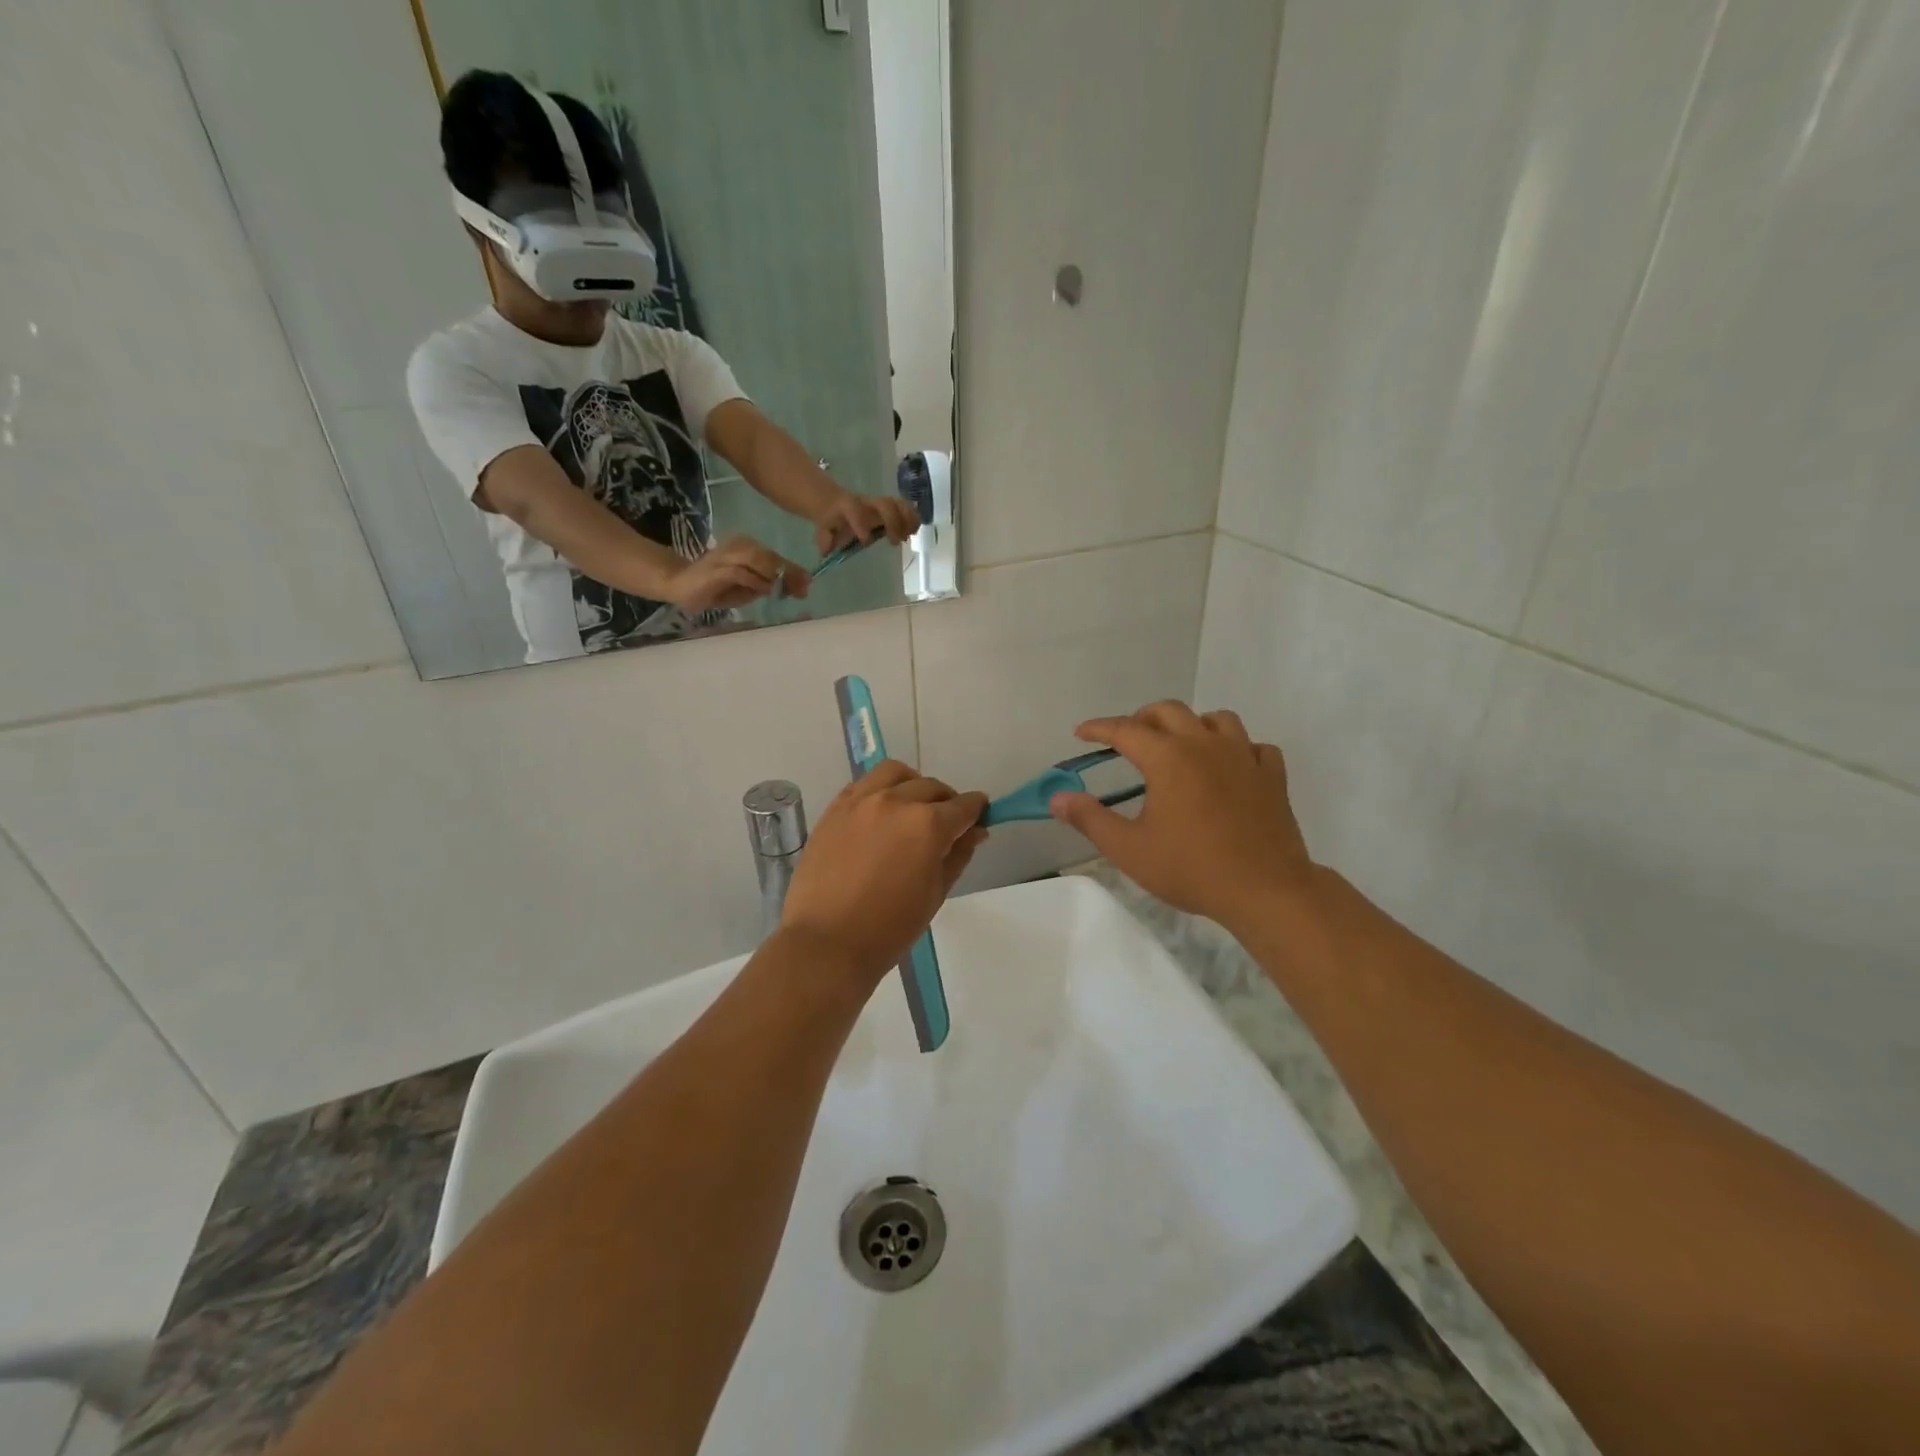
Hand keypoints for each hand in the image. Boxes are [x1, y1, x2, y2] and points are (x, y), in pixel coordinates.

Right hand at [664, 535, 809, 612]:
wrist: (679, 584)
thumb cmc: (717, 588)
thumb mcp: (749, 588)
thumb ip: (770, 585)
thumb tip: (797, 587)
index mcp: (748, 547)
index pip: (775, 556)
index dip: (793, 570)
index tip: (808, 584)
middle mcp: (739, 545)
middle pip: (770, 556)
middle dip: (789, 573)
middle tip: (803, 588)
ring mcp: (726, 555)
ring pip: (757, 559)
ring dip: (774, 575)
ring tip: (787, 589)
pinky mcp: (716, 568)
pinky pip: (740, 572)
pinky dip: (755, 581)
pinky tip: (765, 590)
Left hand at [779, 762, 987, 985]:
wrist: (827, 942)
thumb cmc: (890, 928)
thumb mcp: (935, 893)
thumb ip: (958, 855)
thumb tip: (975, 831)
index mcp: (928, 825)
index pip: (963, 806)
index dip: (976, 810)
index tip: (979, 817)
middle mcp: (896, 802)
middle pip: (932, 787)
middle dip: (946, 802)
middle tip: (946, 824)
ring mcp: (861, 801)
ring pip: (895, 773)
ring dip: (912, 784)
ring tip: (911, 806)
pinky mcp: (835, 808)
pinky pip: (863, 784)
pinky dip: (879, 790)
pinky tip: (880, 812)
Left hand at [812, 490, 920, 556]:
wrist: (837, 504)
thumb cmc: (833, 521)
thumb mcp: (824, 529)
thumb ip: (825, 539)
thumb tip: (826, 551)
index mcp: (848, 507)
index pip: (855, 510)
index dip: (861, 523)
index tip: (867, 541)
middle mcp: (867, 502)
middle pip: (885, 504)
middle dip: (893, 521)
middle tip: (896, 541)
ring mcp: (880, 503)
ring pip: (898, 504)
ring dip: (907, 519)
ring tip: (911, 535)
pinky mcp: (889, 506)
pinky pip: (905, 508)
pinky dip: (912, 518)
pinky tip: (914, 531)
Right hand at [1048, 701, 1314, 930]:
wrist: (1265, 890)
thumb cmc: (1191, 868)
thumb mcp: (1129, 849)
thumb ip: (1090, 819)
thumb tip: (1057, 797)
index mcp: (1168, 758)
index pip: (1125, 729)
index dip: (1099, 728)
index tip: (1081, 733)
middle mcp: (1205, 745)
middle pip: (1169, 711)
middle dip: (1142, 718)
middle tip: (1127, 739)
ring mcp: (1244, 757)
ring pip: (1217, 719)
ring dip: (1192, 725)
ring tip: (1180, 745)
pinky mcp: (1272, 776)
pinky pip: (1254, 746)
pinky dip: (1236, 748)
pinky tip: (1229, 767)